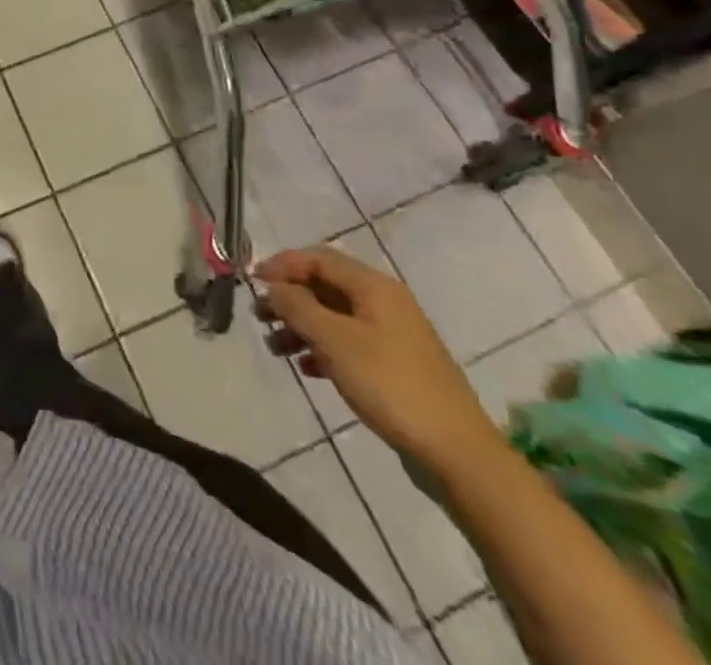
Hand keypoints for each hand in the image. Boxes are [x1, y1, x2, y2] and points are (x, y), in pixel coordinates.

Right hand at [253, 247, 502, 472]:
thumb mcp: (335, 341)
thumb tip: (273, 286)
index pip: (318, 258)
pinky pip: (348, 343)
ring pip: (334, 316)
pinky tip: (307, 369)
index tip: (252, 282)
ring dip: (302, 326)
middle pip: (325, 286)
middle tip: (259, 317)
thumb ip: (298, 306)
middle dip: (289, 298)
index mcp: (373, 286)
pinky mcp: (395, 366)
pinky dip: (323, 349)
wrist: (458, 453)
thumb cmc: (390, 385)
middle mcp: (384, 302)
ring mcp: (392, 335)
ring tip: (276, 348)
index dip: (282, 265)